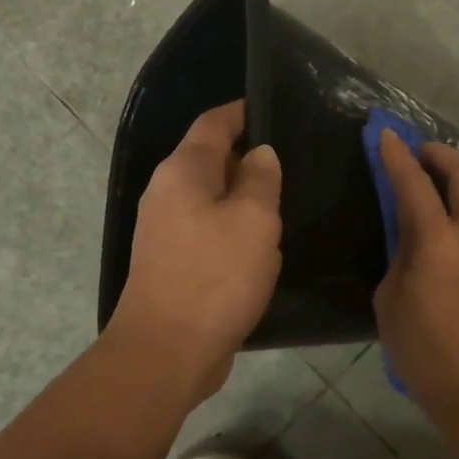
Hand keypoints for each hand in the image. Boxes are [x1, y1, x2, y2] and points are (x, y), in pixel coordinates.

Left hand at [107, 101, 281, 401]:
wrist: (167, 351)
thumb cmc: (215, 276)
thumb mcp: (253, 220)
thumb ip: (260, 179)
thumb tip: (259, 154)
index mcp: (183, 171)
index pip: (214, 124)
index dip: (243, 111)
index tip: (274, 107)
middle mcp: (167, 193)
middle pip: (211, 159)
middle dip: (249, 157)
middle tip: (293, 160)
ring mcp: (166, 230)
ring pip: (213, 198)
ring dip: (244, 198)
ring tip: (284, 200)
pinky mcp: (174, 262)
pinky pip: (209, 230)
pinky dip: (234, 229)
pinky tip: (261, 244)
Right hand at [373, 131, 458, 431]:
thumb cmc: (421, 348)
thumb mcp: (390, 298)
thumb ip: (400, 253)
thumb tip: (408, 232)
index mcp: (437, 243)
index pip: (414, 185)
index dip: (397, 156)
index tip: (384, 133)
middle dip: (442, 153)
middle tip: (420, 153)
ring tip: (450, 181)